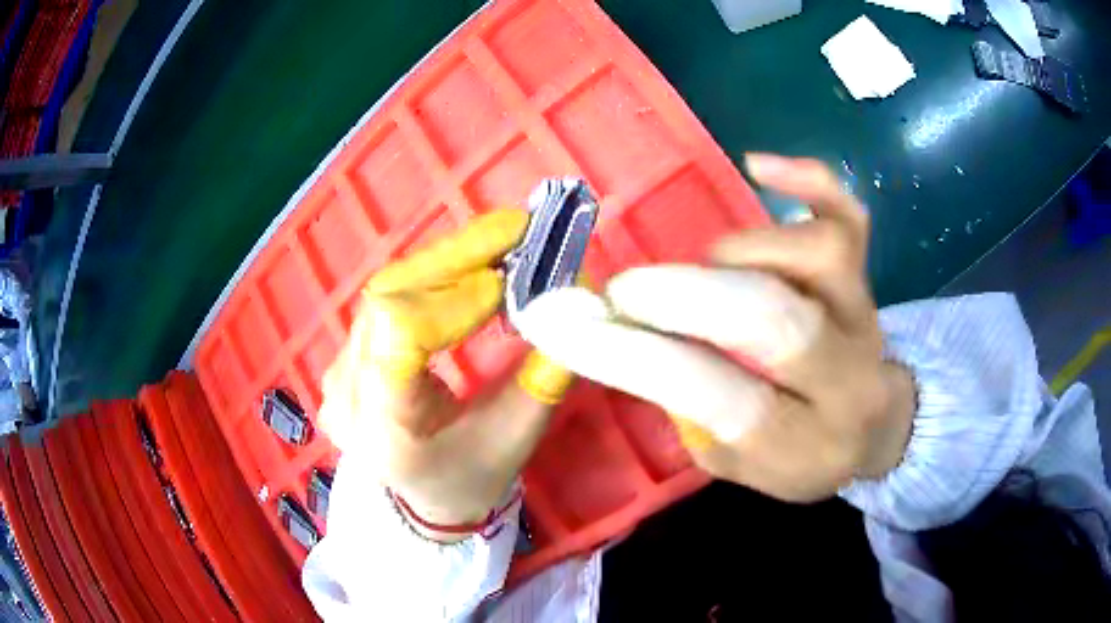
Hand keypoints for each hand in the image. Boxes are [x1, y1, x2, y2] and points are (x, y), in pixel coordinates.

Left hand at [318, 209, 573, 540]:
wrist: (424, 499)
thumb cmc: (471, 479)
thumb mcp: (517, 437)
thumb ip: (545, 373)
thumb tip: (577, 297)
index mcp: (384, 428)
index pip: (398, 334)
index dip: (453, 298)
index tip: (506, 285)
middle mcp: (346, 393)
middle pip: (389, 297)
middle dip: (456, 258)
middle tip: (517, 231)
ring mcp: (337, 371)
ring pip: (387, 291)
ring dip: (446, 262)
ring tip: (500, 245)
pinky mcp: (347, 355)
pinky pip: (387, 301)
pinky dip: (432, 278)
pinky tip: (467, 270)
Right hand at [516, 155, 915, 502]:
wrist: (872, 424)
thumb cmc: (798, 451)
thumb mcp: (736, 462)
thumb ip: (688, 409)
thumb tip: (626, 336)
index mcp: (802, 443)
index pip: (722, 398)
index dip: (642, 358)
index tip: (568, 326)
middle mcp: (844, 375)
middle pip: (776, 320)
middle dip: (690, 296)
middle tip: (629, 290)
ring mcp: (862, 314)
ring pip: (814, 254)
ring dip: (741, 251)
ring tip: (711, 266)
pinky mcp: (866, 274)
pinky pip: (847, 215)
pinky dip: (807, 181)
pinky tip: (758, 166)